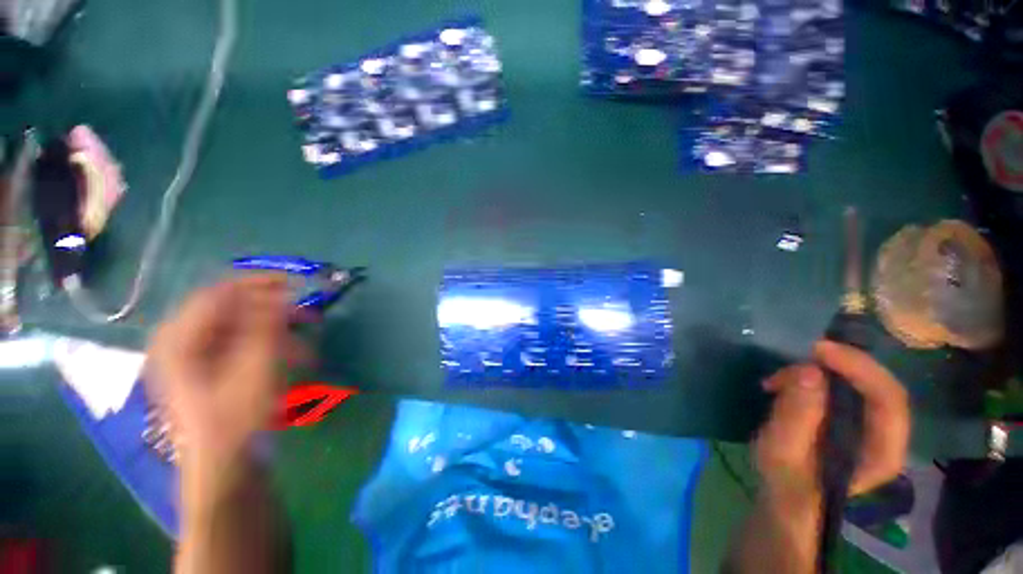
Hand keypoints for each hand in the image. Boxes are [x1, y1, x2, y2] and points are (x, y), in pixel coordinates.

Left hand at [146, 275, 305, 468]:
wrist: (225, 469)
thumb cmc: (236, 419)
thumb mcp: (254, 367)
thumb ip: (265, 325)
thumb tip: (280, 293)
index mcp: (179, 339)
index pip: (218, 293)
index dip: (258, 284)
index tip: (295, 284)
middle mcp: (180, 344)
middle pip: (230, 311)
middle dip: (273, 311)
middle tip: (307, 315)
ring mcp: (193, 360)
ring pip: (239, 330)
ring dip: (277, 333)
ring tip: (306, 346)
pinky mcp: (209, 372)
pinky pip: (241, 347)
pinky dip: (269, 348)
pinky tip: (293, 360)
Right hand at [756, 341, 909, 505]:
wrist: (786, 497)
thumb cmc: (785, 481)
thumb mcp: (782, 452)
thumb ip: (796, 416)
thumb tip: (810, 371)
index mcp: (882, 453)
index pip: (889, 401)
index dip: (860, 368)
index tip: (819, 350)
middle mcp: (887, 436)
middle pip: (879, 386)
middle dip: (840, 364)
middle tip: (797, 355)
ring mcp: (870, 426)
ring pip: (860, 382)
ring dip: (821, 370)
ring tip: (779, 378)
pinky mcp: (851, 418)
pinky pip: (843, 386)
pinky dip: (815, 376)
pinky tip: (787, 382)